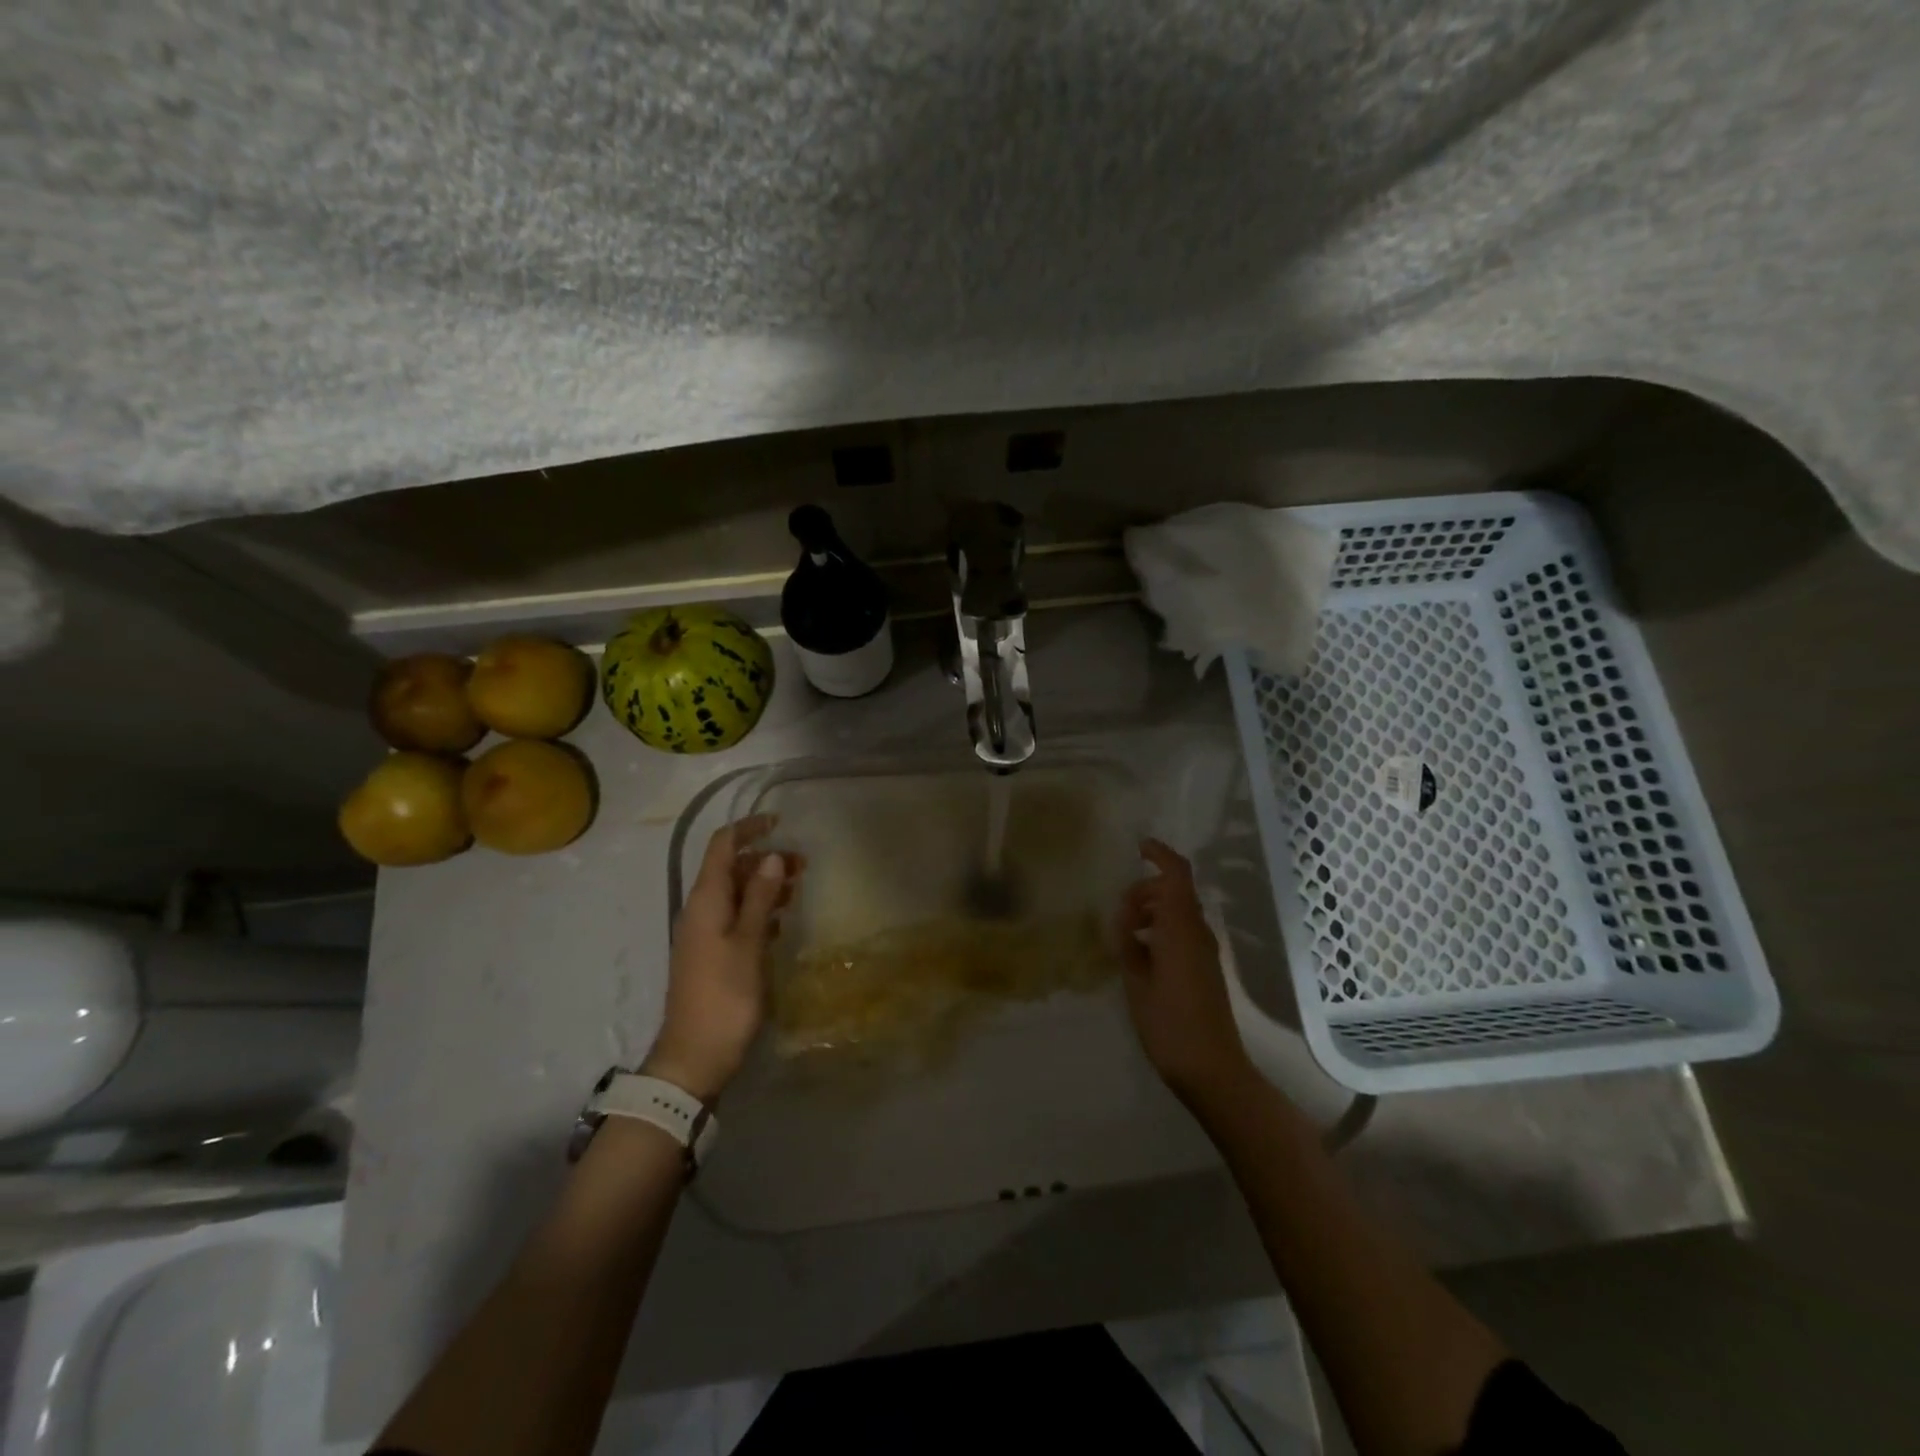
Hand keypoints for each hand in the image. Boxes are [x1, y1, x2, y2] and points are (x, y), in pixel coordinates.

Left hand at [643, 815, 798, 1102]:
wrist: (695, 1056)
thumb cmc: (724, 996)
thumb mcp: (747, 943)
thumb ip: (759, 897)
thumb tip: (771, 856)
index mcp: (705, 901)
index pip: (721, 846)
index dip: (748, 829)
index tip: (780, 822)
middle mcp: (700, 910)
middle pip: (731, 868)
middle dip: (765, 859)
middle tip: (803, 865)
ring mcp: (705, 933)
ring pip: (736, 894)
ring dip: (765, 885)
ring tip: (798, 889)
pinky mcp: (713, 954)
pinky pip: (737, 918)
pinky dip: (759, 910)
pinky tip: (781, 921)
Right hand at [1118, 839, 1255, 1109]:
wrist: (1212, 1069)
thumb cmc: (1169, 1024)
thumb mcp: (1136, 982)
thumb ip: (1128, 945)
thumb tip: (1125, 921)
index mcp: (1181, 929)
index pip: (1176, 875)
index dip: (1159, 854)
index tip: (1137, 847)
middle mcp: (1197, 933)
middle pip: (1174, 892)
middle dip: (1145, 891)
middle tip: (1118, 914)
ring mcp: (1204, 952)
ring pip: (1178, 912)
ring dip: (1151, 912)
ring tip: (1123, 935)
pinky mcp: (1204, 969)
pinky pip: (1181, 933)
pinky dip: (1160, 930)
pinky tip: (1138, 954)